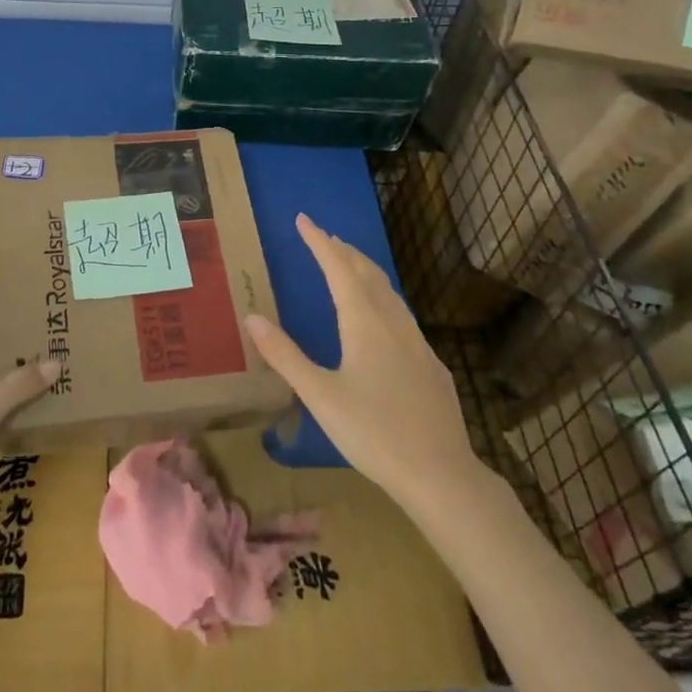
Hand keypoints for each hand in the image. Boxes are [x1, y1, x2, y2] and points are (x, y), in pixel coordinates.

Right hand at [246, 214, 485, 510]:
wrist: (440, 472)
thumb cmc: (373, 433)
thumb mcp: (319, 395)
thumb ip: (285, 355)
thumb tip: (252, 316)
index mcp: (364, 323)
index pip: (338, 268)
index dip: (319, 242)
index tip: (304, 219)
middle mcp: (392, 322)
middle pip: (367, 273)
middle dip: (343, 250)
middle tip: (323, 236)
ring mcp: (417, 342)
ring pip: (389, 292)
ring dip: (365, 270)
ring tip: (350, 263)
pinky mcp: (430, 363)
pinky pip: (402, 314)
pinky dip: (383, 297)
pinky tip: (383, 316)